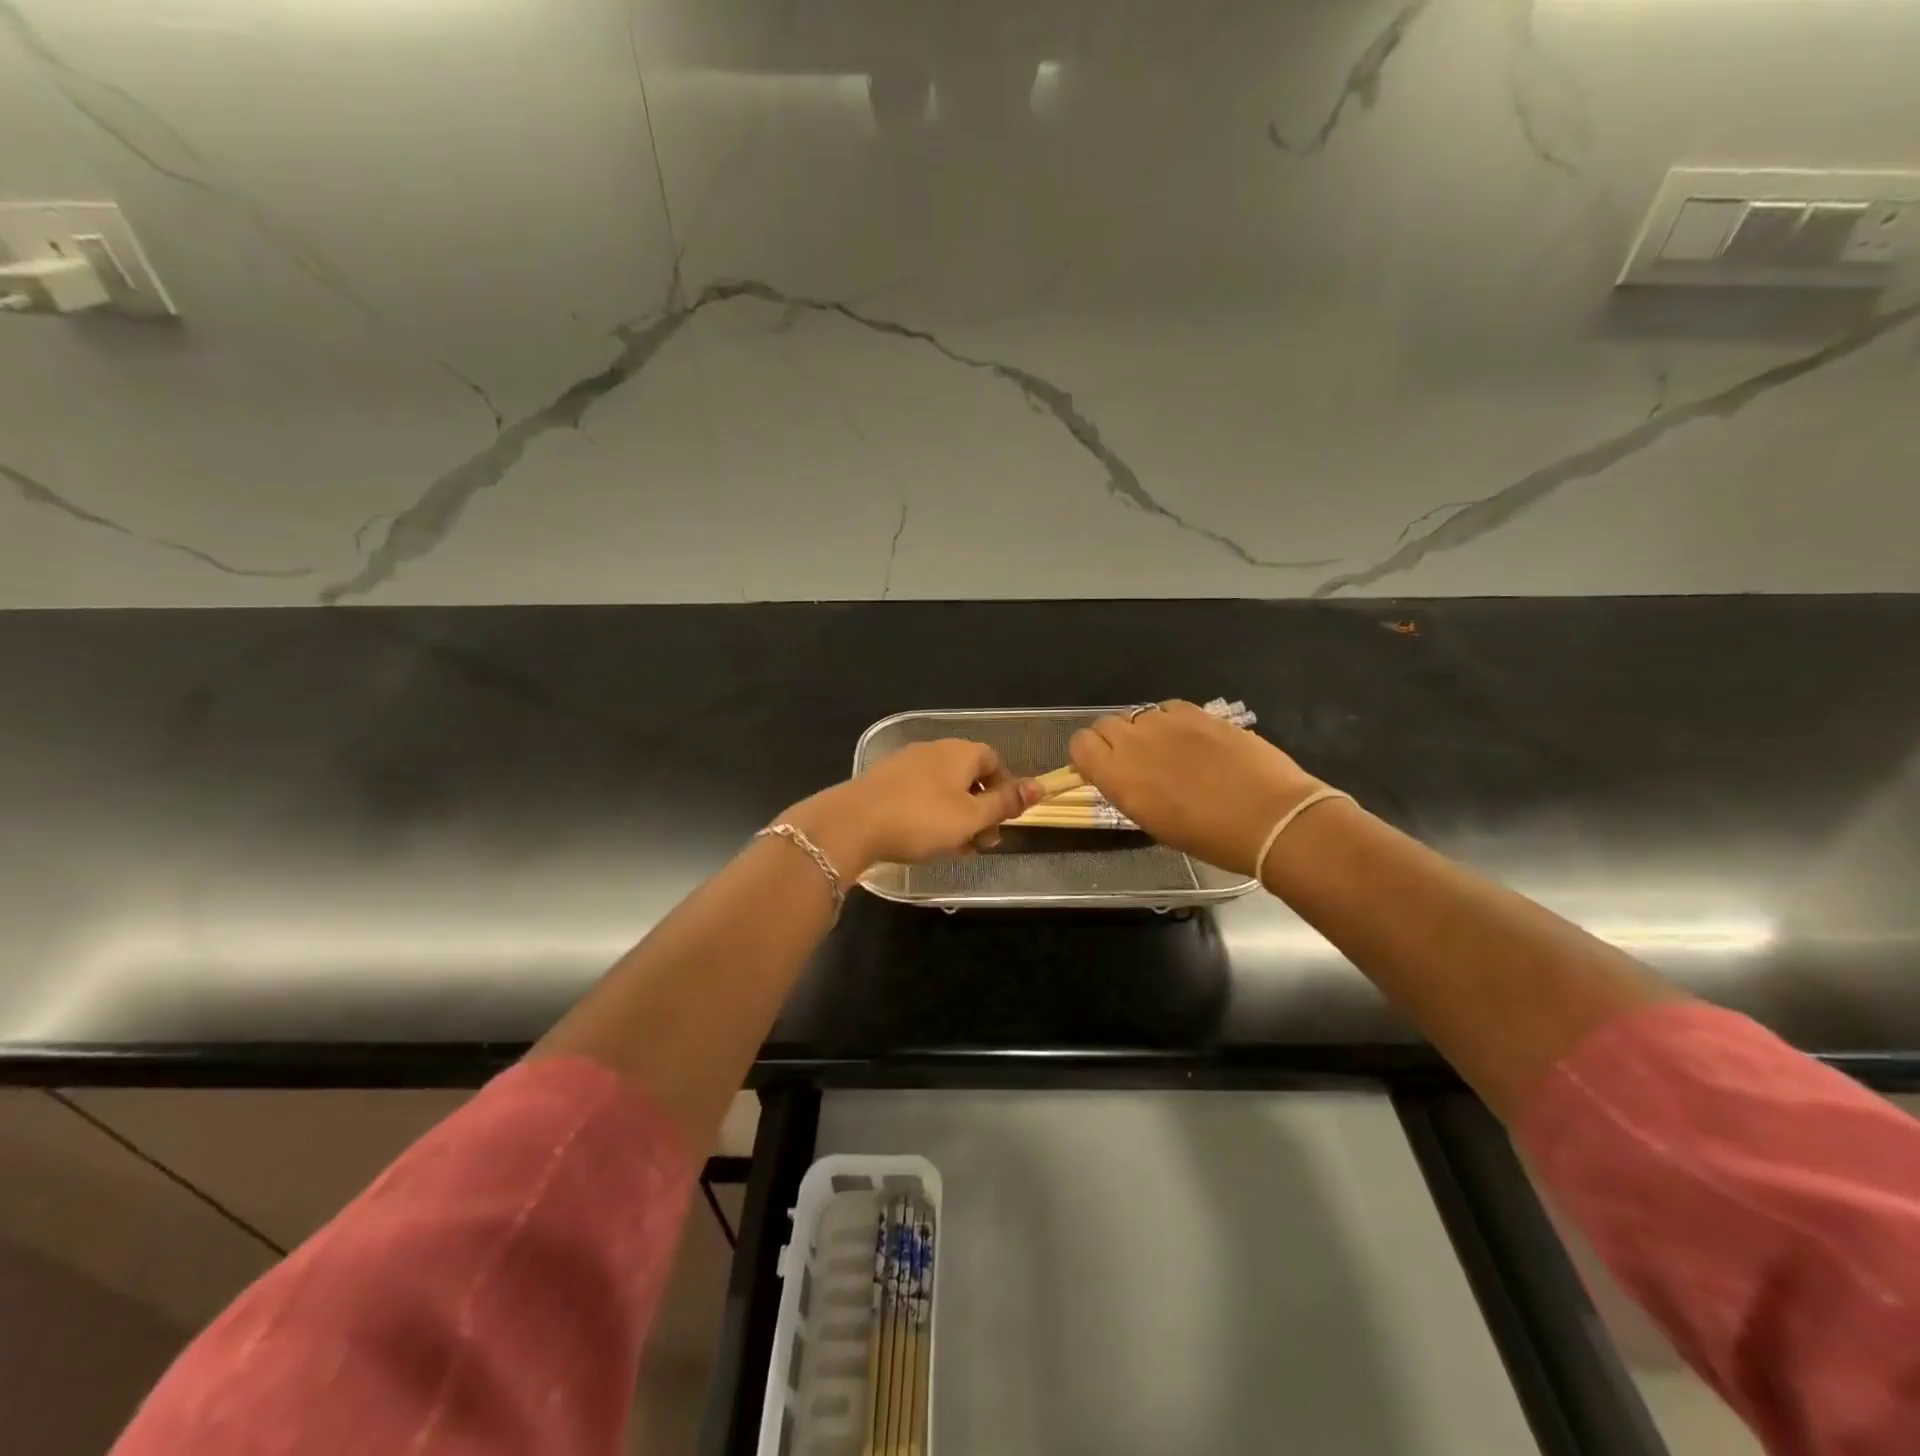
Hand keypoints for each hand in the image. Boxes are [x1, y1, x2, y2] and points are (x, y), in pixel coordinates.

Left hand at [780, 739, 1039, 876]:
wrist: (851, 824)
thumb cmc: (920, 819)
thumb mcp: (971, 817)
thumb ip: (1005, 803)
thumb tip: (1039, 786)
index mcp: (959, 752)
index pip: (994, 761)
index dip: (1005, 789)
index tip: (1004, 821)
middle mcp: (933, 750)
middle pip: (968, 776)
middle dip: (980, 810)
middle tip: (982, 843)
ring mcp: (905, 764)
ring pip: (943, 790)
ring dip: (957, 818)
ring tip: (956, 850)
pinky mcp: (884, 783)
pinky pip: (919, 796)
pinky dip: (931, 816)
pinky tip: (925, 843)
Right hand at [1069, 701, 1325, 874]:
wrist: (1269, 818)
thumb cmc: (1209, 837)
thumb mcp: (1152, 822)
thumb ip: (1127, 791)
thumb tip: (1123, 776)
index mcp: (1117, 776)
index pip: (1080, 744)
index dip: (1088, 756)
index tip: (1102, 770)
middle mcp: (1134, 742)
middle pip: (1104, 724)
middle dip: (1113, 741)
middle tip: (1137, 763)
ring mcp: (1166, 722)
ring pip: (1137, 715)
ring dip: (1144, 732)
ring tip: (1170, 753)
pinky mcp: (1197, 712)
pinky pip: (1168, 708)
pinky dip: (1171, 721)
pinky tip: (1191, 741)